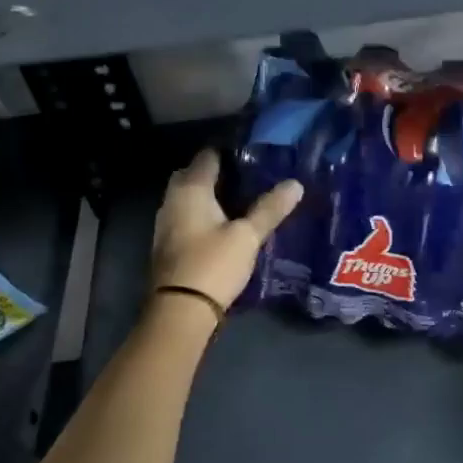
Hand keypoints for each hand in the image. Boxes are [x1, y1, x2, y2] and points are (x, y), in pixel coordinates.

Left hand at [150, 150, 302, 311]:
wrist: (181, 310)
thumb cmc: (213, 264)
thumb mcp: (248, 236)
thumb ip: (270, 209)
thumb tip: (296, 183)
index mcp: (191, 190)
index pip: (208, 157)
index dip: (229, 152)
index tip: (253, 154)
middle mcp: (172, 200)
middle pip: (193, 175)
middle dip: (217, 173)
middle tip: (248, 177)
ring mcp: (166, 223)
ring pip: (188, 198)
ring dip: (209, 195)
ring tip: (241, 200)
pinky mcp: (169, 244)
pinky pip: (186, 217)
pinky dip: (203, 214)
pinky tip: (224, 224)